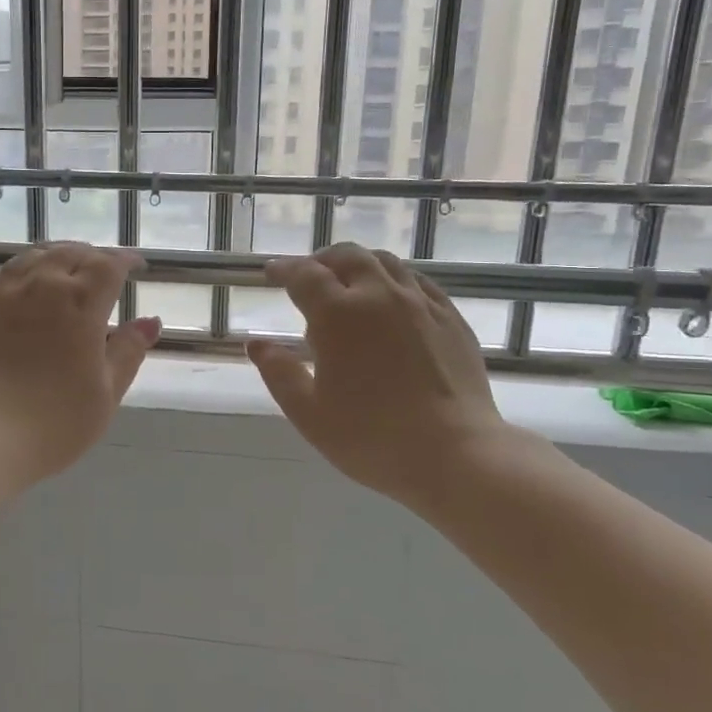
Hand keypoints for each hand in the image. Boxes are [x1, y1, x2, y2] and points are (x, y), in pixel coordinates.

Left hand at [0, 243, 160, 496]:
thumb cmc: (53, 423)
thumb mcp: (105, 393)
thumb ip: (128, 352)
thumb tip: (150, 321)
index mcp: (80, 303)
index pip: (108, 265)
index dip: (125, 261)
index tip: (135, 267)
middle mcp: (40, 285)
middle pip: (69, 253)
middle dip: (90, 257)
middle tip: (100, 270)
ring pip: (31, 258)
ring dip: (54, 259)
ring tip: (62, 271)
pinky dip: (18, 273)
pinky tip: (18, 287)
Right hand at [247, 244, 514, 513]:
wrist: (455, 454)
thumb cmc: (371, 438)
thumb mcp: (308, 413)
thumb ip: (279, 373)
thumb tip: (256, 344)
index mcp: (338, 315)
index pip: (304, 275)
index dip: (284, 269)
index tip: (271, 272)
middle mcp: (379, 296)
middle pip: (347, 257)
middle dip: (322, 260)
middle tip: (310, 276)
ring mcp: (420, 304)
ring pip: (386, 262)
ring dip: (359, 264)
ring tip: (349, 282)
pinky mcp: (451, 318)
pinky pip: (418, 282)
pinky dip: (395, 280)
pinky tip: (392, 300)